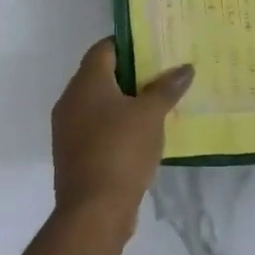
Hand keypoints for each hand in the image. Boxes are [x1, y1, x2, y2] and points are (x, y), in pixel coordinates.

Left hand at [50, 38, 193, 230]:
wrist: (93, 211)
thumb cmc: (121, 151)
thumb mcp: (151, 115)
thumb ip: (167, 88)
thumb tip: (185, 67)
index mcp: (86, 83)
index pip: (104, 48)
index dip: (129, 43)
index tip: (154, 46)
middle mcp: (70, 100)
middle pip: (101, 75)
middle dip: (131, 73)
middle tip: (163, 73)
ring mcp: (68, 129)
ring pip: (99, 103)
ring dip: (125, 102)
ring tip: (158, 103)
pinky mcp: (74, 153)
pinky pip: (97, 128)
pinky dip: (117, 125)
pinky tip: (142, 134)